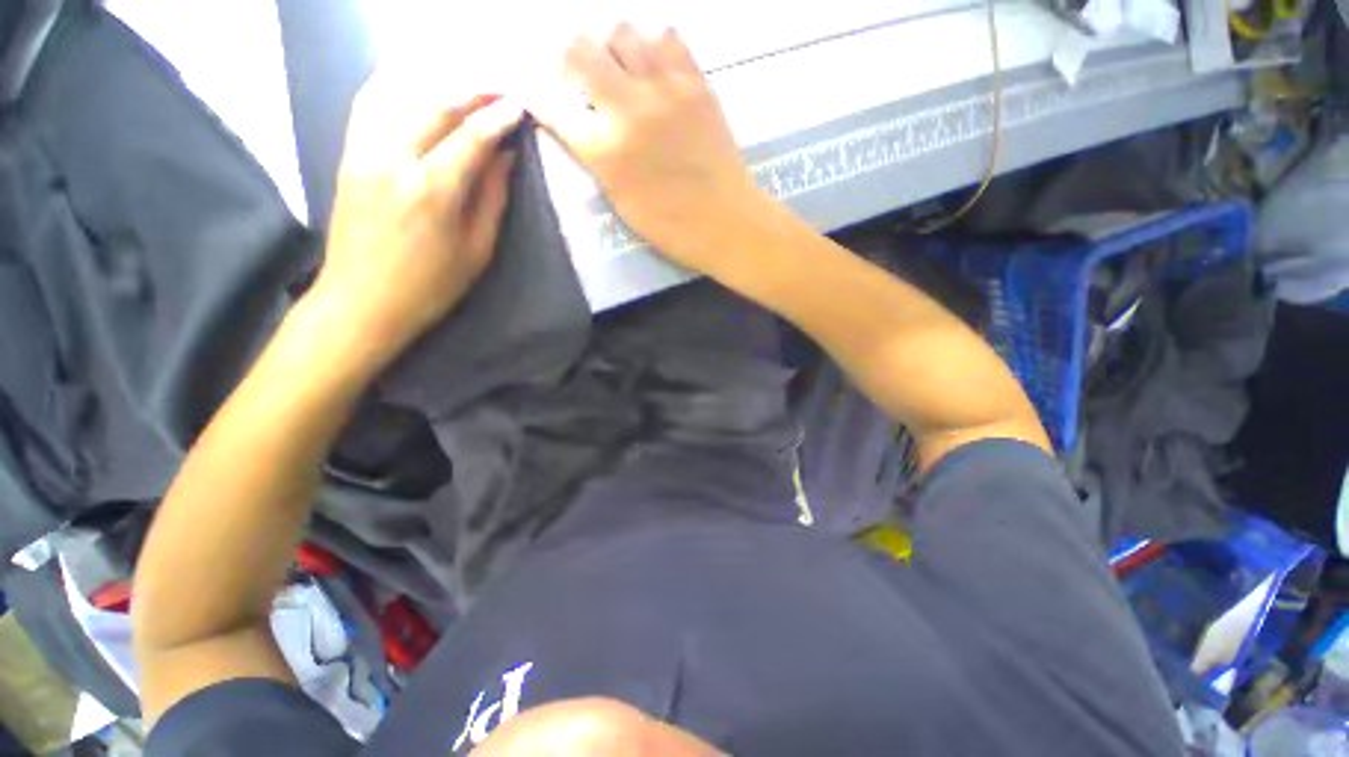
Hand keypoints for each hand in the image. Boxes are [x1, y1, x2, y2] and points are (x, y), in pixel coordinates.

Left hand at [312, 73, 523, 371]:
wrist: (362, 301)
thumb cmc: (431, 286)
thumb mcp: (477, 251)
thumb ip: (492, 199)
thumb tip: (505, 158)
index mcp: (434, 191)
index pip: (472, 137)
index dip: (499, 117)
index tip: (520, 105)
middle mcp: (395, 160)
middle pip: (437, 105)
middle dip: (473, 90)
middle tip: (500, 87)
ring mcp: (364, 152)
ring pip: (401, 94)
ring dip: (438, 82)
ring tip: (466, 81)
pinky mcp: (348, 154)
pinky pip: (370, 104)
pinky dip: (395, 84)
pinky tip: (414, 79)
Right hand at [529, 25, 757, 270]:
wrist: (726, 222)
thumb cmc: (672, 226)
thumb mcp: (622, 202)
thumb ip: (596, 158)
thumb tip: (580, 125)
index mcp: (607, 151)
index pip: (554, 105)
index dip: (537, 95)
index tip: (535, 92)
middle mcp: (629, 108)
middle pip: (581, 48)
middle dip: (573, 62)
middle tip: (585, 84)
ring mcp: (666, 89)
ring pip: (622, 31)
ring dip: (613, 49)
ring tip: (624, 76)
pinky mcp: (697, 83)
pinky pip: (667, 37)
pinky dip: (653, 47)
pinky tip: (656, 72)